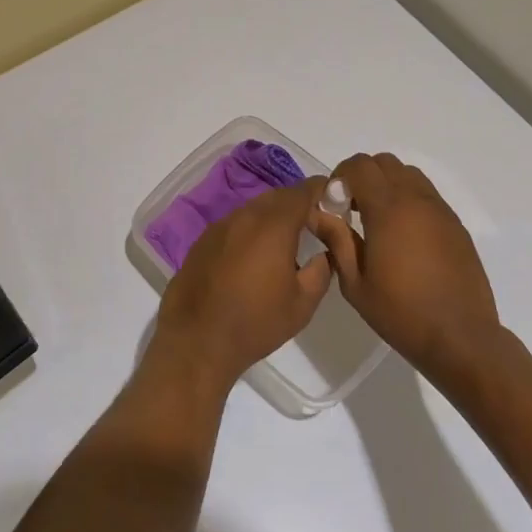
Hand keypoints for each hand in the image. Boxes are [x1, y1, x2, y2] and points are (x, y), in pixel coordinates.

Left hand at [148, 179, 332, 396]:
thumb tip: (325, 254)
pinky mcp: (203, 240)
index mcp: (273, 226)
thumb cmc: (255, 323)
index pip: (302, 192)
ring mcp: (219, 226)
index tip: (335, 199)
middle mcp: (244, 216)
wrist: (197, 340)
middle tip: (314, 224)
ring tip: (287, 242)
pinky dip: (251, 230)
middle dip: (298, 204)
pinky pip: (235, 224)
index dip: (321, 191)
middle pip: (277, 197)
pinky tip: (255, 256)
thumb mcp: (302, 303)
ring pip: (254, 209)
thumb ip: (320, 271)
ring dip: (273, 217)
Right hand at [308, 153, 501, 387]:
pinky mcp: (455, 225)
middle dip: (362, 176)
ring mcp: (440, 211)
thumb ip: (336, 240)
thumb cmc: (401, 313)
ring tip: (377, 219)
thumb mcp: (355, 283)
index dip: (340, 176)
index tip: (333, 203)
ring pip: (408, 174)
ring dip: (387, 185)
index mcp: (388, 210)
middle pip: (384, 162)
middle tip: (351, 208)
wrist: (461, 338)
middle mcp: (416, 200)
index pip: (360, 166)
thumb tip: (317, 213)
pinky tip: (402, 235)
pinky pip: (427, 195)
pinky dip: (408, 199)